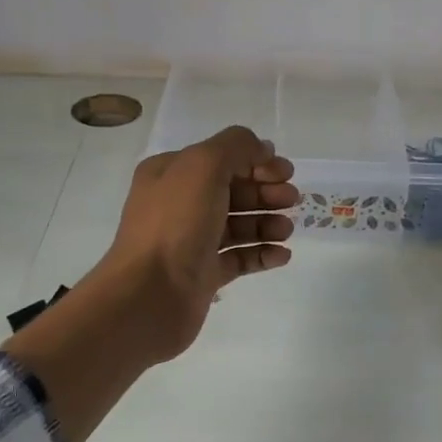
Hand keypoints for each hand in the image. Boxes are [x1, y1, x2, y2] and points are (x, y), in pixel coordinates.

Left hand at [91, 125, 297, 362]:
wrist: (150, 294)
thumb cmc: (175, 223)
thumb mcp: (204, 166)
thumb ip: (236, 147)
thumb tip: (262, 149)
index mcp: (171, 174)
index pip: (220, 159)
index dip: (255, 162)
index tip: (285, 172)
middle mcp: (179, 205)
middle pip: (232, 192)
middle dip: (264, 193)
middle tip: (291, 199)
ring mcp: (191, 242)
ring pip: (237, 226)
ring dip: (266, 224)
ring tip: (286, 230)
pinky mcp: (203, 274)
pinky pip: (239, 258)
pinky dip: (262, 254)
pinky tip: (282, 255)